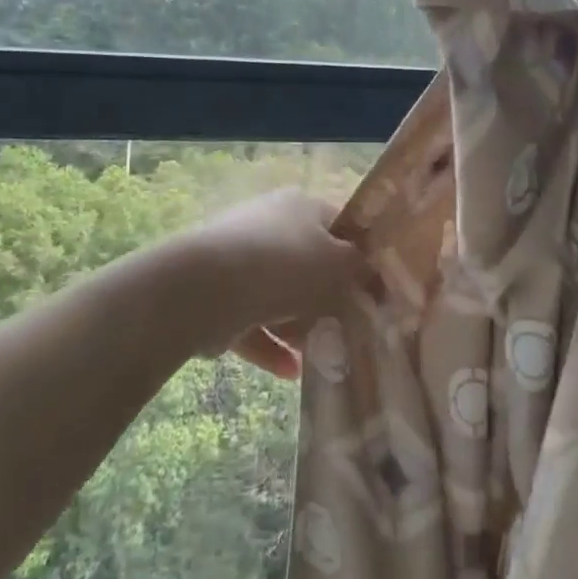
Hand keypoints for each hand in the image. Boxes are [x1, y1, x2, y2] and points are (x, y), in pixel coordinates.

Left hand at [164, 190, 368, 379]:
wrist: (205, 288)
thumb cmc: (285, 266)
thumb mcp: (339, 265)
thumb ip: (360, 270)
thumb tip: (368, 273)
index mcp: (300, 206)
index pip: (338, 225)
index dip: (358, 255)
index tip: (372, 288)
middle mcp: (269, 224)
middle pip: (307, 262)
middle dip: (326, 297)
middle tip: (347, 325)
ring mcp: (239, 259)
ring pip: (278, 295)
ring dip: (298, 326)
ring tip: (319, 354)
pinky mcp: (216, 295)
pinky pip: (251, 321)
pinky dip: (271, 345)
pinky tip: (290, 372)